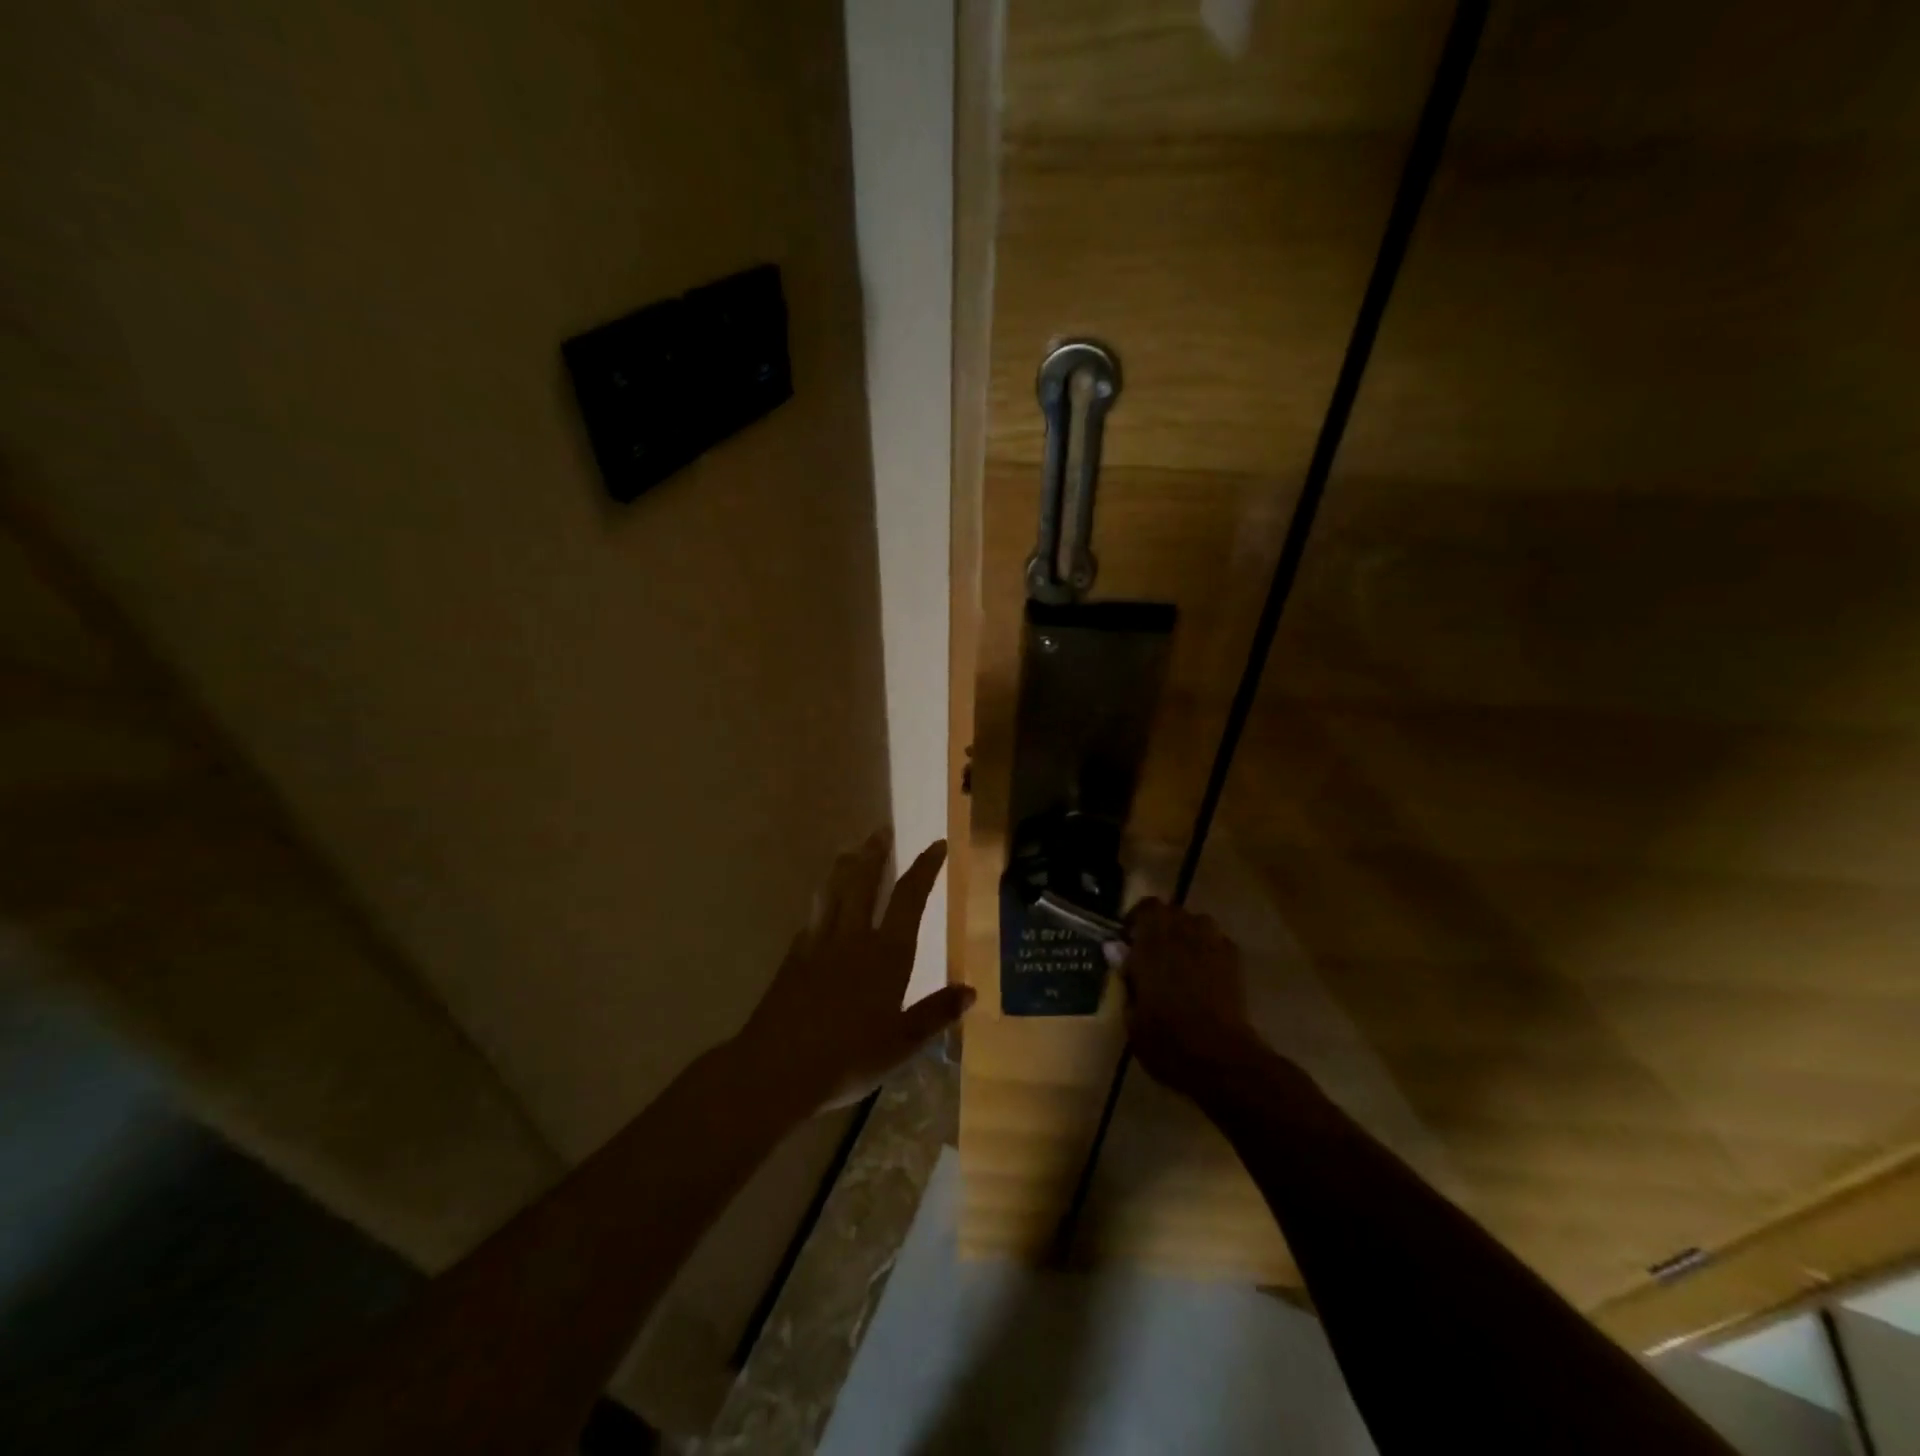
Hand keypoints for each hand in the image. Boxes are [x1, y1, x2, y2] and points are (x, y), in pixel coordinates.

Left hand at [734, 829, 973, 1111]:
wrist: (775, 1070)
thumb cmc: (847, 1059)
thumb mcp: (901, 1044)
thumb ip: (935, 1014)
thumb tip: (970, 991)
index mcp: (887, 954)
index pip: (910, 898)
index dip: (924, 868)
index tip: (936, 844)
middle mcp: (853, 938)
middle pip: (864, 882)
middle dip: (875, 853)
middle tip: (881, 830)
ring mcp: (819, 944)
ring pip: (833, 891)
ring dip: (844, 866)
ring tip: (850, 849)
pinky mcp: (794, 957)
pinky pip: (812, 916)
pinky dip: (821, 901)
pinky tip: (821, 903)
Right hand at [1122, 900, 1263, 1091]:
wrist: (1220, 1058)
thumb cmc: (1166, 1039)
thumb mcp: (1132, 1015)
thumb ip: (1125, 975)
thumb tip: (1114, 948)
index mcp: (1152, 943)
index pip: (1145, 907)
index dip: (1136, 920)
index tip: (1128, 940)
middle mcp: (1183, 934)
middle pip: (1172, 911)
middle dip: (1161, 925)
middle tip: (1152, 951)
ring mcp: (1212, 945)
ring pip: (1198, 922)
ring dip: (1187, 933)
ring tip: (1180, 959)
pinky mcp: (1234, 962)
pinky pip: (1218, 942)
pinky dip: (1208, 949)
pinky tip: (1204, 974)